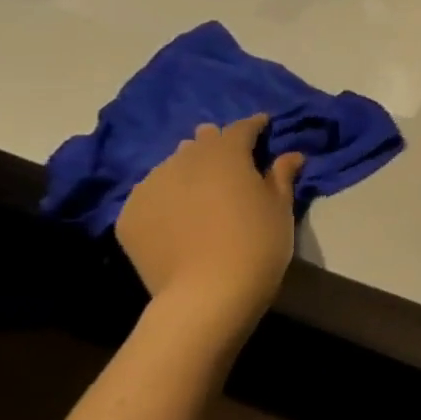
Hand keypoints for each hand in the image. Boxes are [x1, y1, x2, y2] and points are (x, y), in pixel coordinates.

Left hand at [115, 115, 303, 322]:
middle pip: (201, 143)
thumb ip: (281, 176)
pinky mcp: (129, 215)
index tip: (264, 126)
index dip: (254, 125)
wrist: (207, 293)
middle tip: (232, 159)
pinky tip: (179, 216)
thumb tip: (291, 155)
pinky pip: (152, 195)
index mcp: (225, 155)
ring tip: (202, 188)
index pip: (241, 128)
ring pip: (172, 167)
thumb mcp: (280, 208)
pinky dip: (168, 197)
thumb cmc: (257, 244)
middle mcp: (183, 161)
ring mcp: (150, 187)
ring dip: (189, 170)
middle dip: (217, 145)